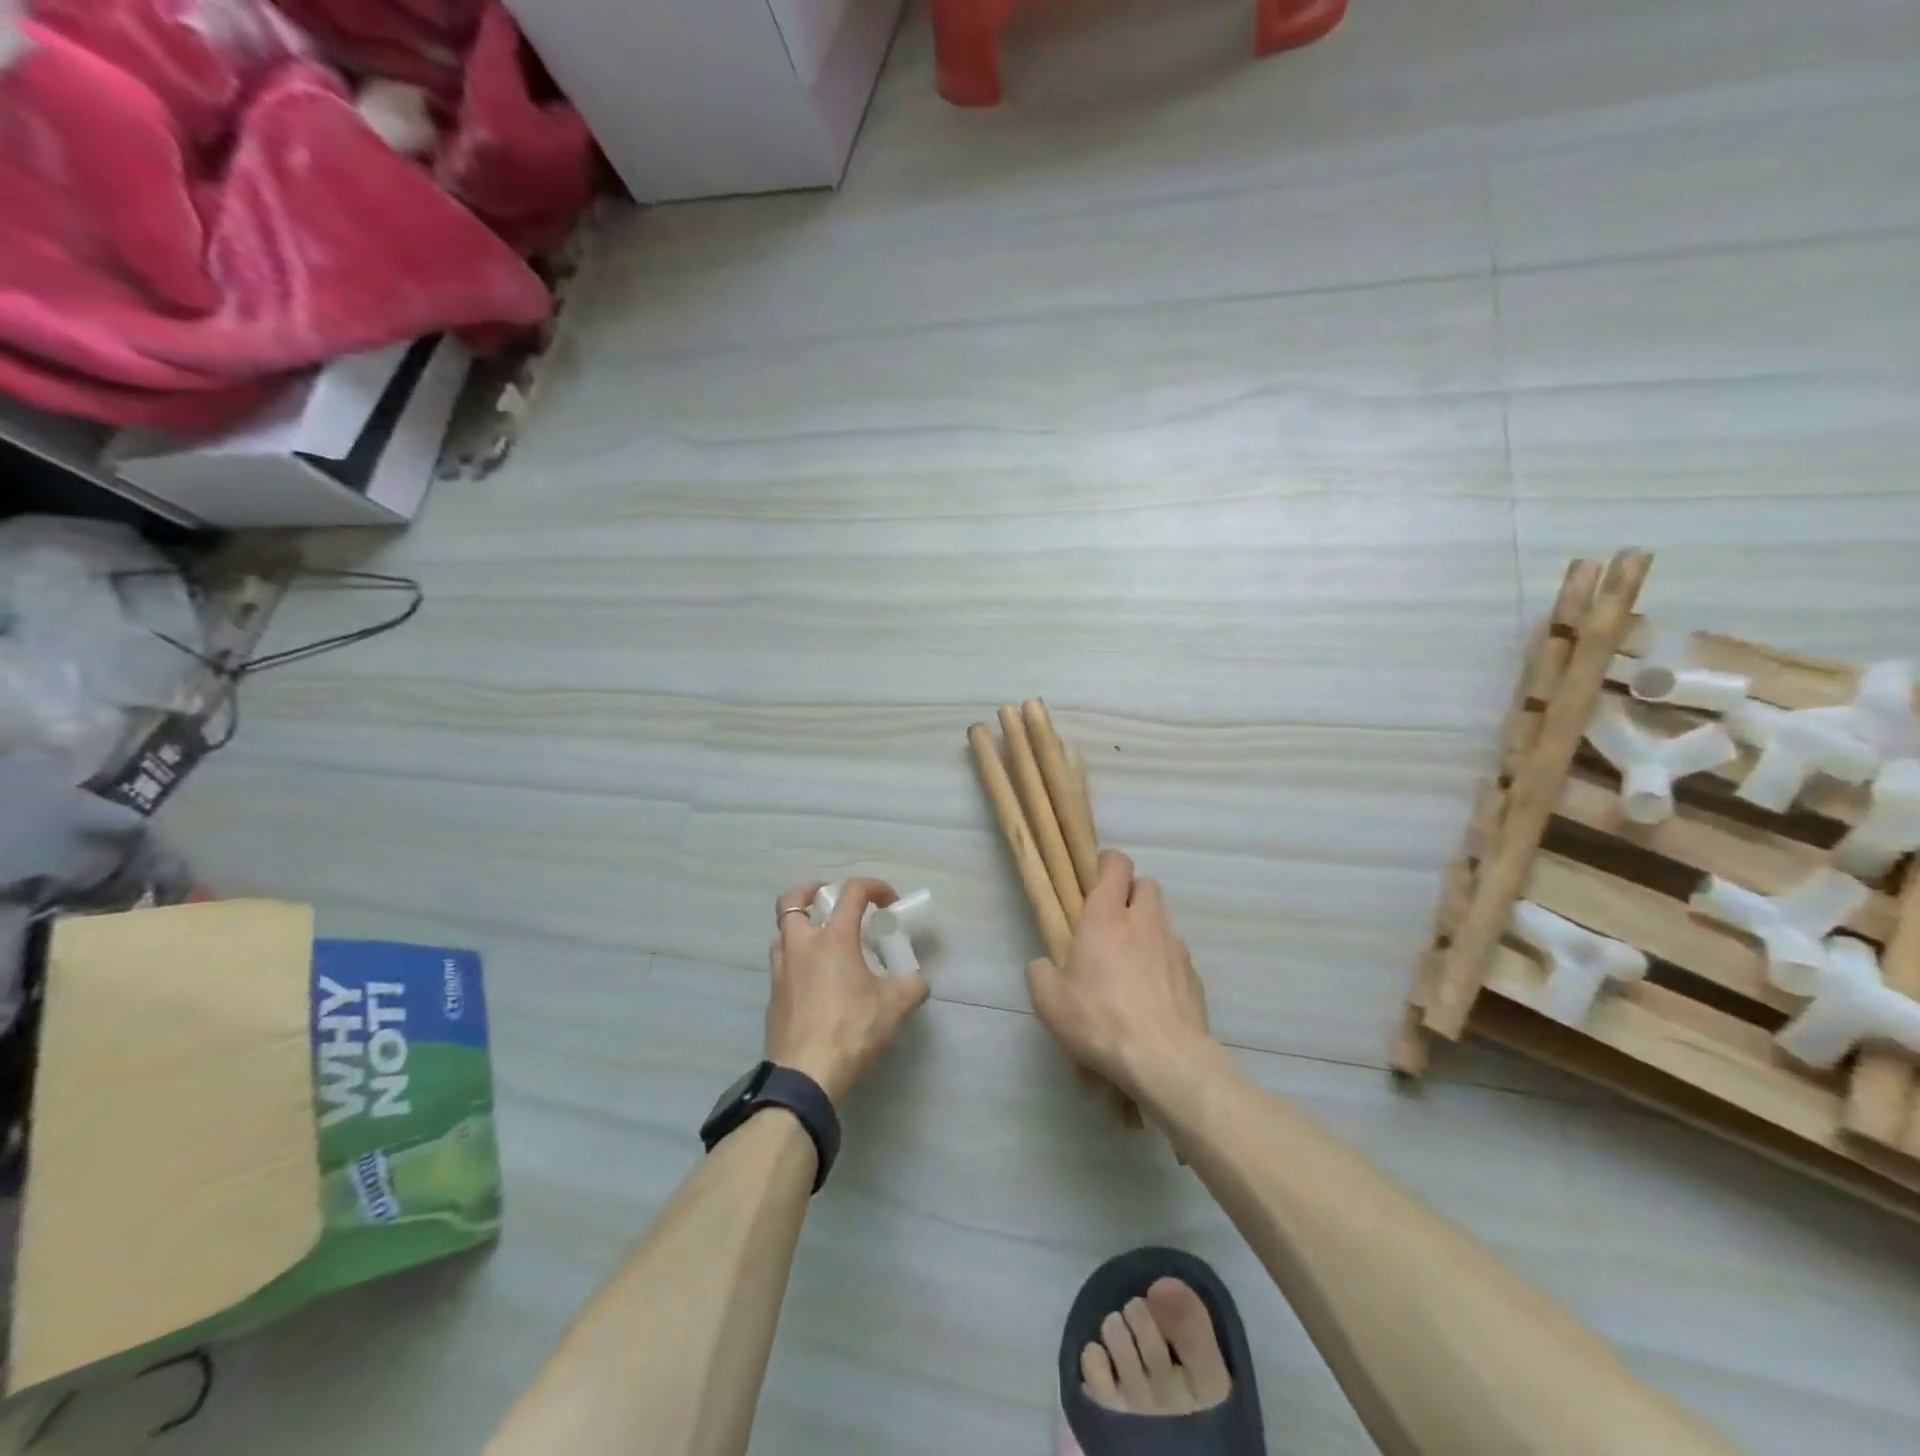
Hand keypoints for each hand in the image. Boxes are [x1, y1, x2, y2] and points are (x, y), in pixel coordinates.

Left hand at [766, 879, 929, 1103]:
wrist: (804, 1076)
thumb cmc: (851, 1031)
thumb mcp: (894, 1007)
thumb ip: (911, 987)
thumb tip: (917, 982)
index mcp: (833, 938)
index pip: (852, 891)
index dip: (874, 887)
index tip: (889, 903)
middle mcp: (802, 945)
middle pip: (792, 901)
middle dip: (811, 892)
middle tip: (830, 901)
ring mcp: (781, 971)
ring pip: (782, 933)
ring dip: (800, 927)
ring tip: (824, 943)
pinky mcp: (773, 997)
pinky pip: (782, 964)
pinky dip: (797, 960)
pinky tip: (816, 981)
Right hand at [1025, 852, 1217, 1103]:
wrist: (1163, 1059)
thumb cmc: (1099, 1019)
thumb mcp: (1048, 1001)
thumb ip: (1041, 973)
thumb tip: (1043, 966)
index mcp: (1106, 916)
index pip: (1116, 864)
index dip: (1106, 864)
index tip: (1093, 880)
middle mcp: (1144, 922)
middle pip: (1146, 884)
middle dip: (1131, 894)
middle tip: (1112, 922)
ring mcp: (1174, 947)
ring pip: (1164, 919)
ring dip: (1148, 929)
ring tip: (1132, 963)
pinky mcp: (1193, 976)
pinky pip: (1177, 956)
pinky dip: (1165, 964)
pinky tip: (1153, 994)